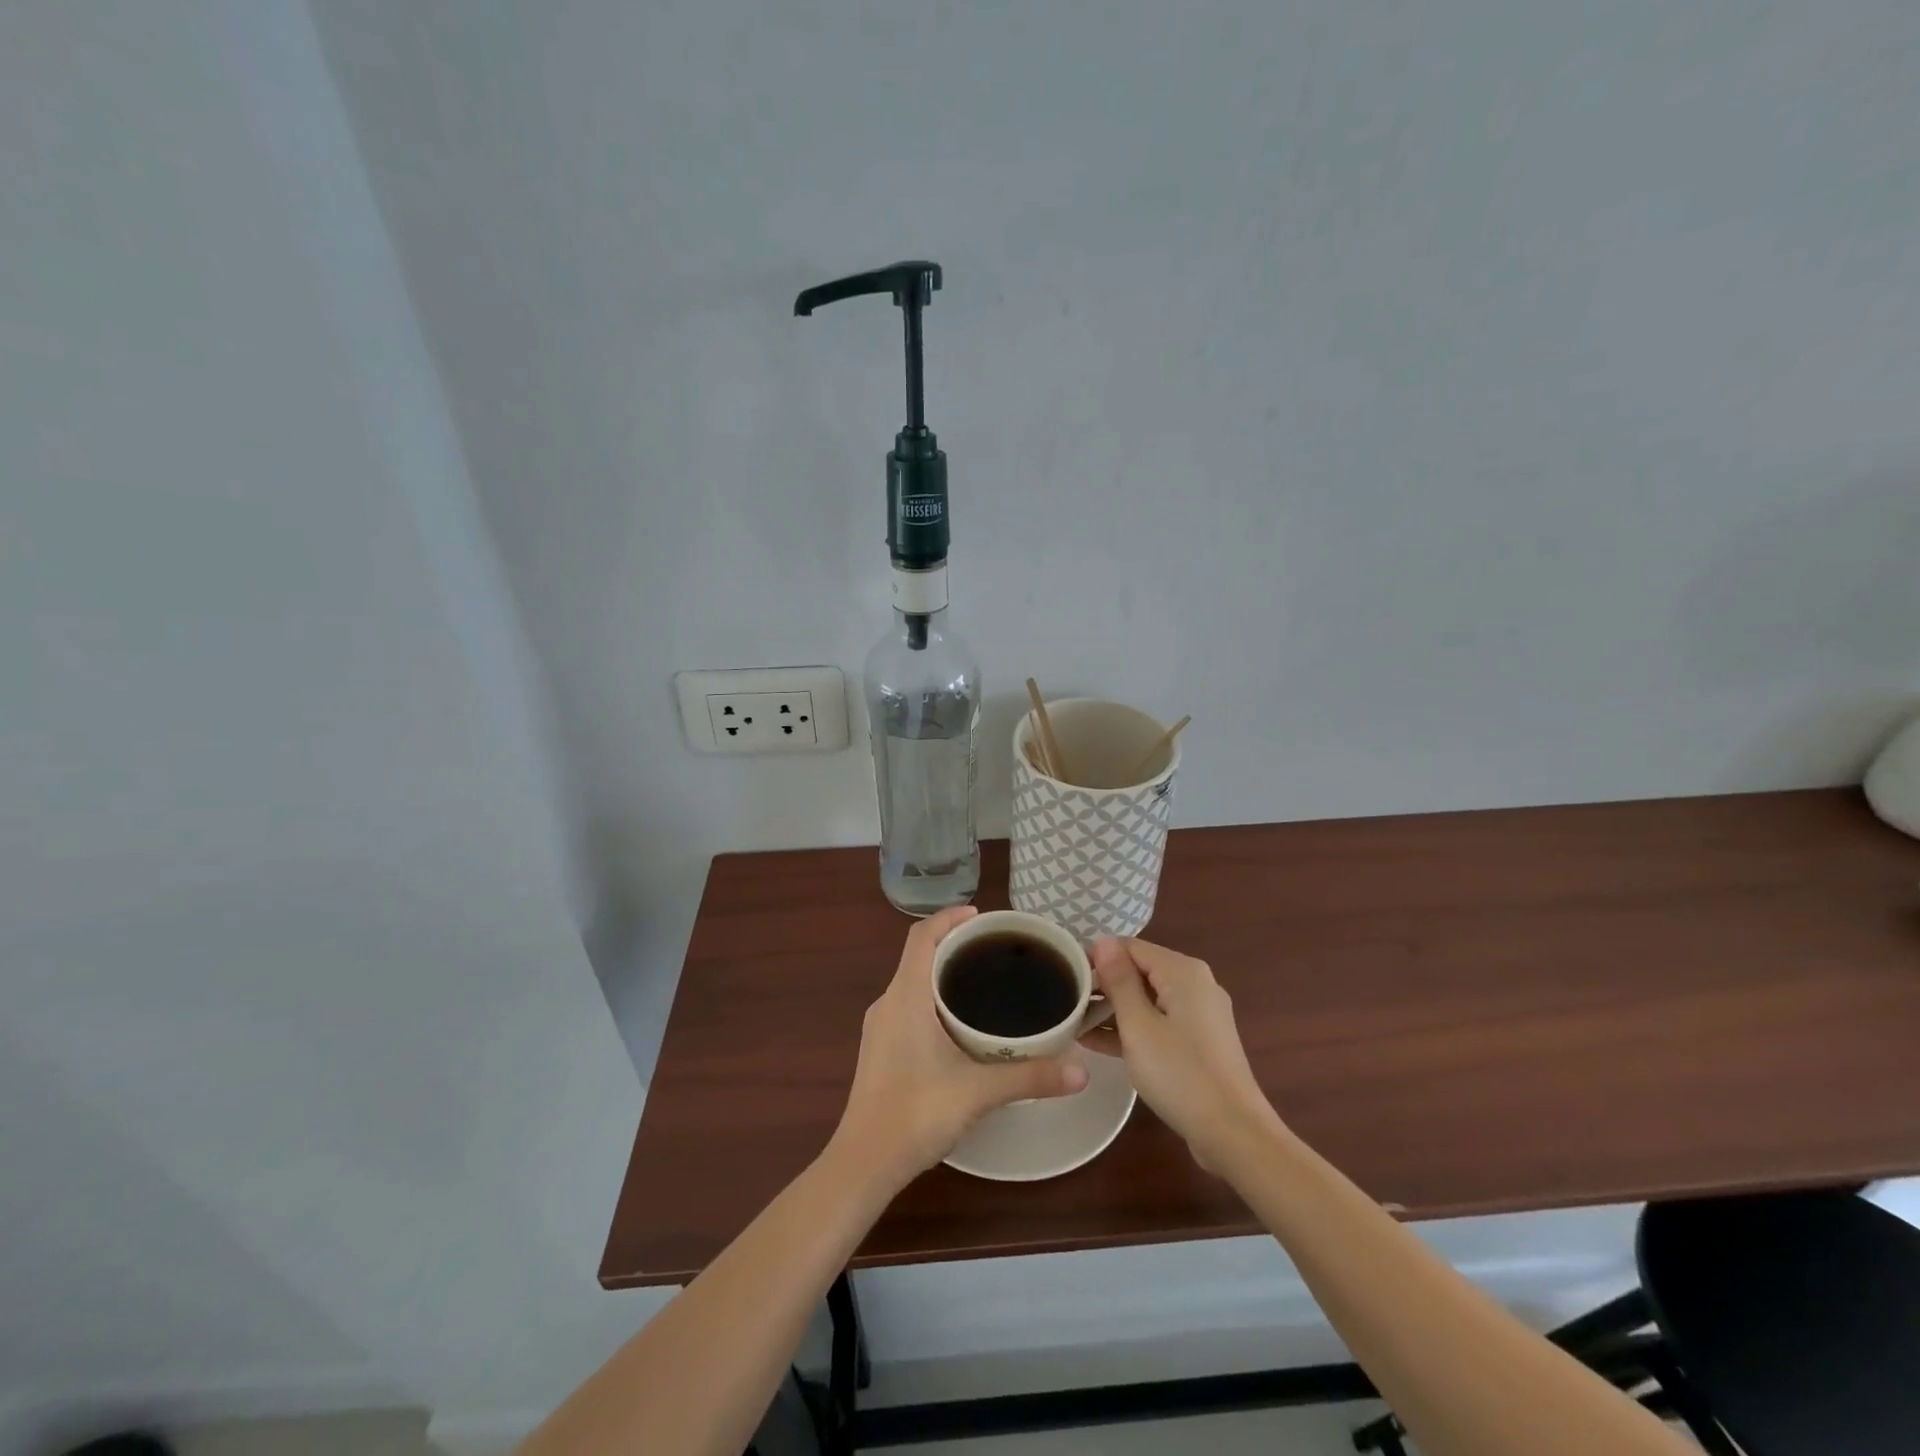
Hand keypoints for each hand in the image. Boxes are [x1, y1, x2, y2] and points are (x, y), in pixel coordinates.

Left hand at [831, 906, 1088, 1185]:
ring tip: (985, 982)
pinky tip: (961, 1024)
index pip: (922, 936)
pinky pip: (908, 1004)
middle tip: (997, 951)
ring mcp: (880, 1027)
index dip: (949, 917)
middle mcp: (888, 1002)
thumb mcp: (978, 1093)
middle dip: (955, 944)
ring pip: (913, 981)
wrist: (863, 1163)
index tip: (984, 917)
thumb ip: (1030, 1078)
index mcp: (905, 996)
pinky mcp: (881, 1048)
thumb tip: (1081, 1070)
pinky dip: (934, 998)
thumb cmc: (915, 1115)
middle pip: (919, 955)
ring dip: (944, 972)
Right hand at [1090, 937, 1280, 1169]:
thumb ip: (1118, 980)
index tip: (1066, 977)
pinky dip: (1133, 1029)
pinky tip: (1098, 1044)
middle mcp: (1195, 983)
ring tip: (1074, 1024)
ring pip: (1147, 1000)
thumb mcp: (1138, 1025)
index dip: (1096, 958)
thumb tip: (1103, 940)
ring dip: (1113, 1010)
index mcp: (1182, 971)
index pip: (1129, 947)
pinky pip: (1159, 1022)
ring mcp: (1200, 1014)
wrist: (1234, 1134)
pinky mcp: (1199, 1042)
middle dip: (1103, 985)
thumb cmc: (1180, 1073)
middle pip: (1139, 971)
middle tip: (1067, 1004)